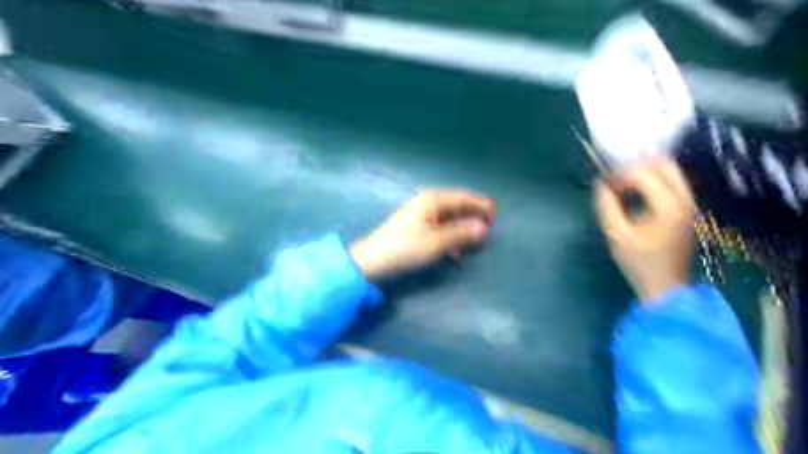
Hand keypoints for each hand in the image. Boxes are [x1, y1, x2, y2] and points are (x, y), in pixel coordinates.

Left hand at [351, 188, 495, 279]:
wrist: (374, 260)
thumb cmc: (407, 247)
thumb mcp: (438, 241)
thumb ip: (462, 233)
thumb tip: (483, 228)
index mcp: (432, 200)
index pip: (463, 197)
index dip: (480, 205)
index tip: (496, 216)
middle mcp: (427, 203)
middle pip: (456, 207)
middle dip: (472, 218)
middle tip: (489, 230)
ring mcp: (420, 216)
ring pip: (449, 220)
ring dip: (462, 231)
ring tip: (475, 244)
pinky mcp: (416, 229)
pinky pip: (440, 230)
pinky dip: (450, 239)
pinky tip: (456, 255)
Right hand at [592, 158, 694, 301]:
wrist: (665, 286)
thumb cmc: (639, 262)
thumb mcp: (616, 235)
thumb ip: (607, 206)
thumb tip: (600, 184)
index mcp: (668, 205)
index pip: (643, 174)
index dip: (620, 175)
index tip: (603, 185)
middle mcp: (685, 198)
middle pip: (664, 164)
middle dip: (636, 165)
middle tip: (615, 177)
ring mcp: (689, 203)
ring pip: (670, 171)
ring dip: (645, 170)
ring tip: (623, 182)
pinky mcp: (687, 208)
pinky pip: (672, 182)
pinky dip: (653, 179)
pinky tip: (635, 190)